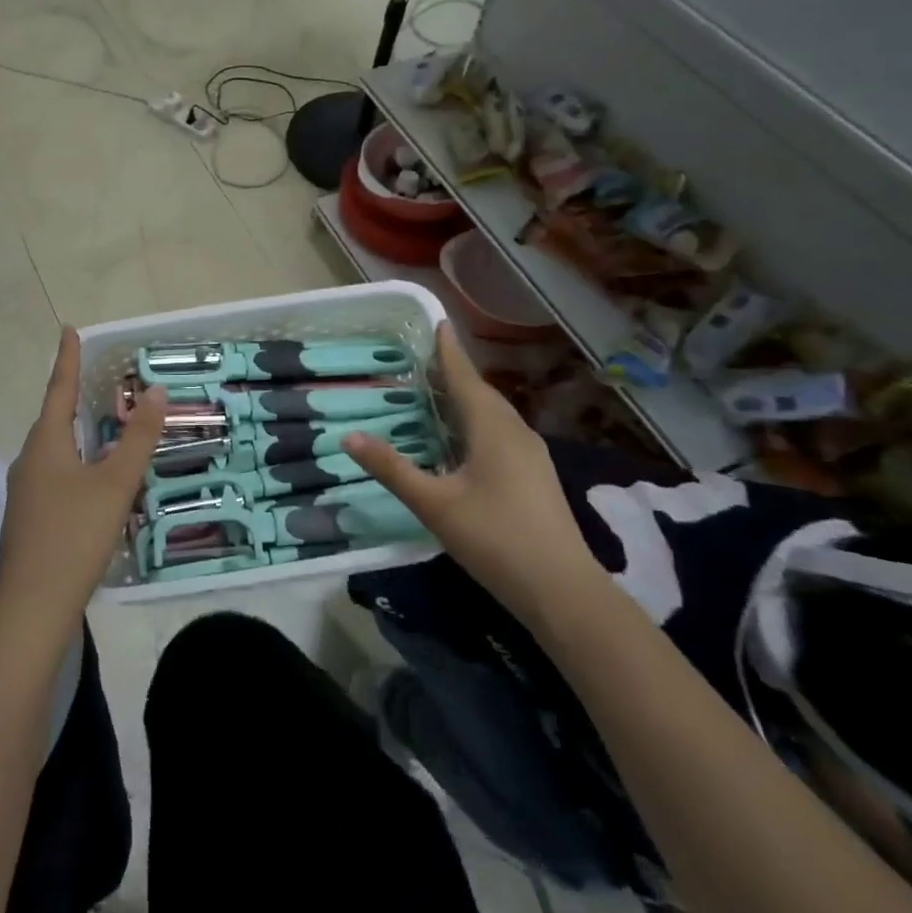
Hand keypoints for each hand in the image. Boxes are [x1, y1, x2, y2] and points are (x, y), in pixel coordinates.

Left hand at [0, 328, 166, 633]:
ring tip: (102, 427)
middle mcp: (28, 460)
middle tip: (96, 380)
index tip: (69, 329)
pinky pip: (53, 474)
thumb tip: (157, 392)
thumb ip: (138, 438)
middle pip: (54, 419)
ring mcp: (24, 492)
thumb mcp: (115, 484)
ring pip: (54, 450)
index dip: (67, 358)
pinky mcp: (28, 518)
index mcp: (46, 444)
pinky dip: (74, 463)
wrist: (31, 607)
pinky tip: (92, 481)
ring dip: (76, 433)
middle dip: (73, 397)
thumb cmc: (75, 535)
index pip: (59, 389)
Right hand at [344, 322, 604, 621]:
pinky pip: (501, 433)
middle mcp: (515, 431)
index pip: (465, 376)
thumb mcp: (434, 504)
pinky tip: (464, 441)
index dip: (448, 350)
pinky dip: (477, 423)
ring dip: (466, 399)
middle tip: (422, 361)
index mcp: (492, 427)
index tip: (438, 322)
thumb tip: (348, 437)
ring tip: (438, 395)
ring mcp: (531, 454)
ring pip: (493, 414)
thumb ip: (392, 469)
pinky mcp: (536, 476)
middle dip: (454, 373)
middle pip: (481, 392)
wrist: (563, 590)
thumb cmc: (495, 538)